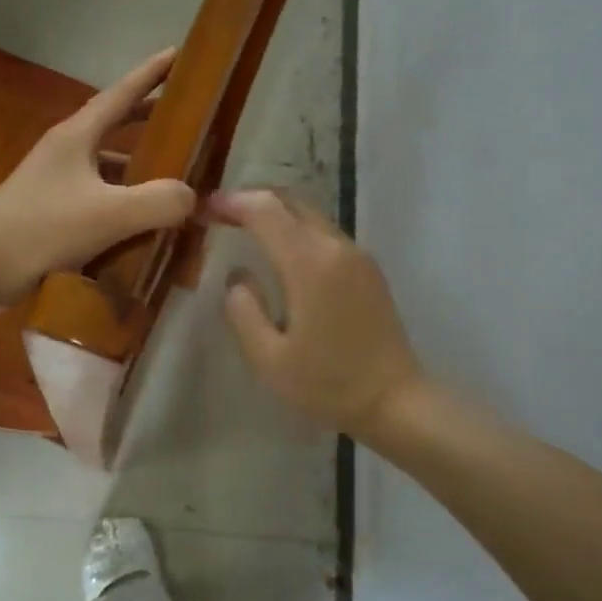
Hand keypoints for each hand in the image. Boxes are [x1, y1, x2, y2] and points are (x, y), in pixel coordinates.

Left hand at [0, 49, 196, 304]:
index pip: (121, 94)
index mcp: (76, 136)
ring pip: (106, 166)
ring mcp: (54, 183)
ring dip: (136, 167)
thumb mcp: (109, 214)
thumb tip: (191, 196)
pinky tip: (139, 223)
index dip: (151, 74)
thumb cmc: (42, 229)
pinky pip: (97, 198)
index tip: (179, 53)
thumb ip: (158, 202)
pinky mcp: (50, 213)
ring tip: (171, 177)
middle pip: (114, 126)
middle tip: (186, 119)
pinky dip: (121, 202)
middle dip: (149, 119)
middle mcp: (65, 152)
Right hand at [209, 188, 423, 440]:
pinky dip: (296, 228)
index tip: (205, 208)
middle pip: (290, 202)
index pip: (265, 211)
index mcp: (309, 264)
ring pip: (310, 214)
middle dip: (252, 199)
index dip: (232, 203)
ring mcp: (357, 255)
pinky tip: (281, 250)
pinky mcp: (368, 269)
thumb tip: (237, 276)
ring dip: (276, 213)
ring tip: (245, 228)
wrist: (396, 401)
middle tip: (221, 213)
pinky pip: (325, 232)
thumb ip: (243, 311)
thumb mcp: (269, 359)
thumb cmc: (328, 384)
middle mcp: (335, 247)